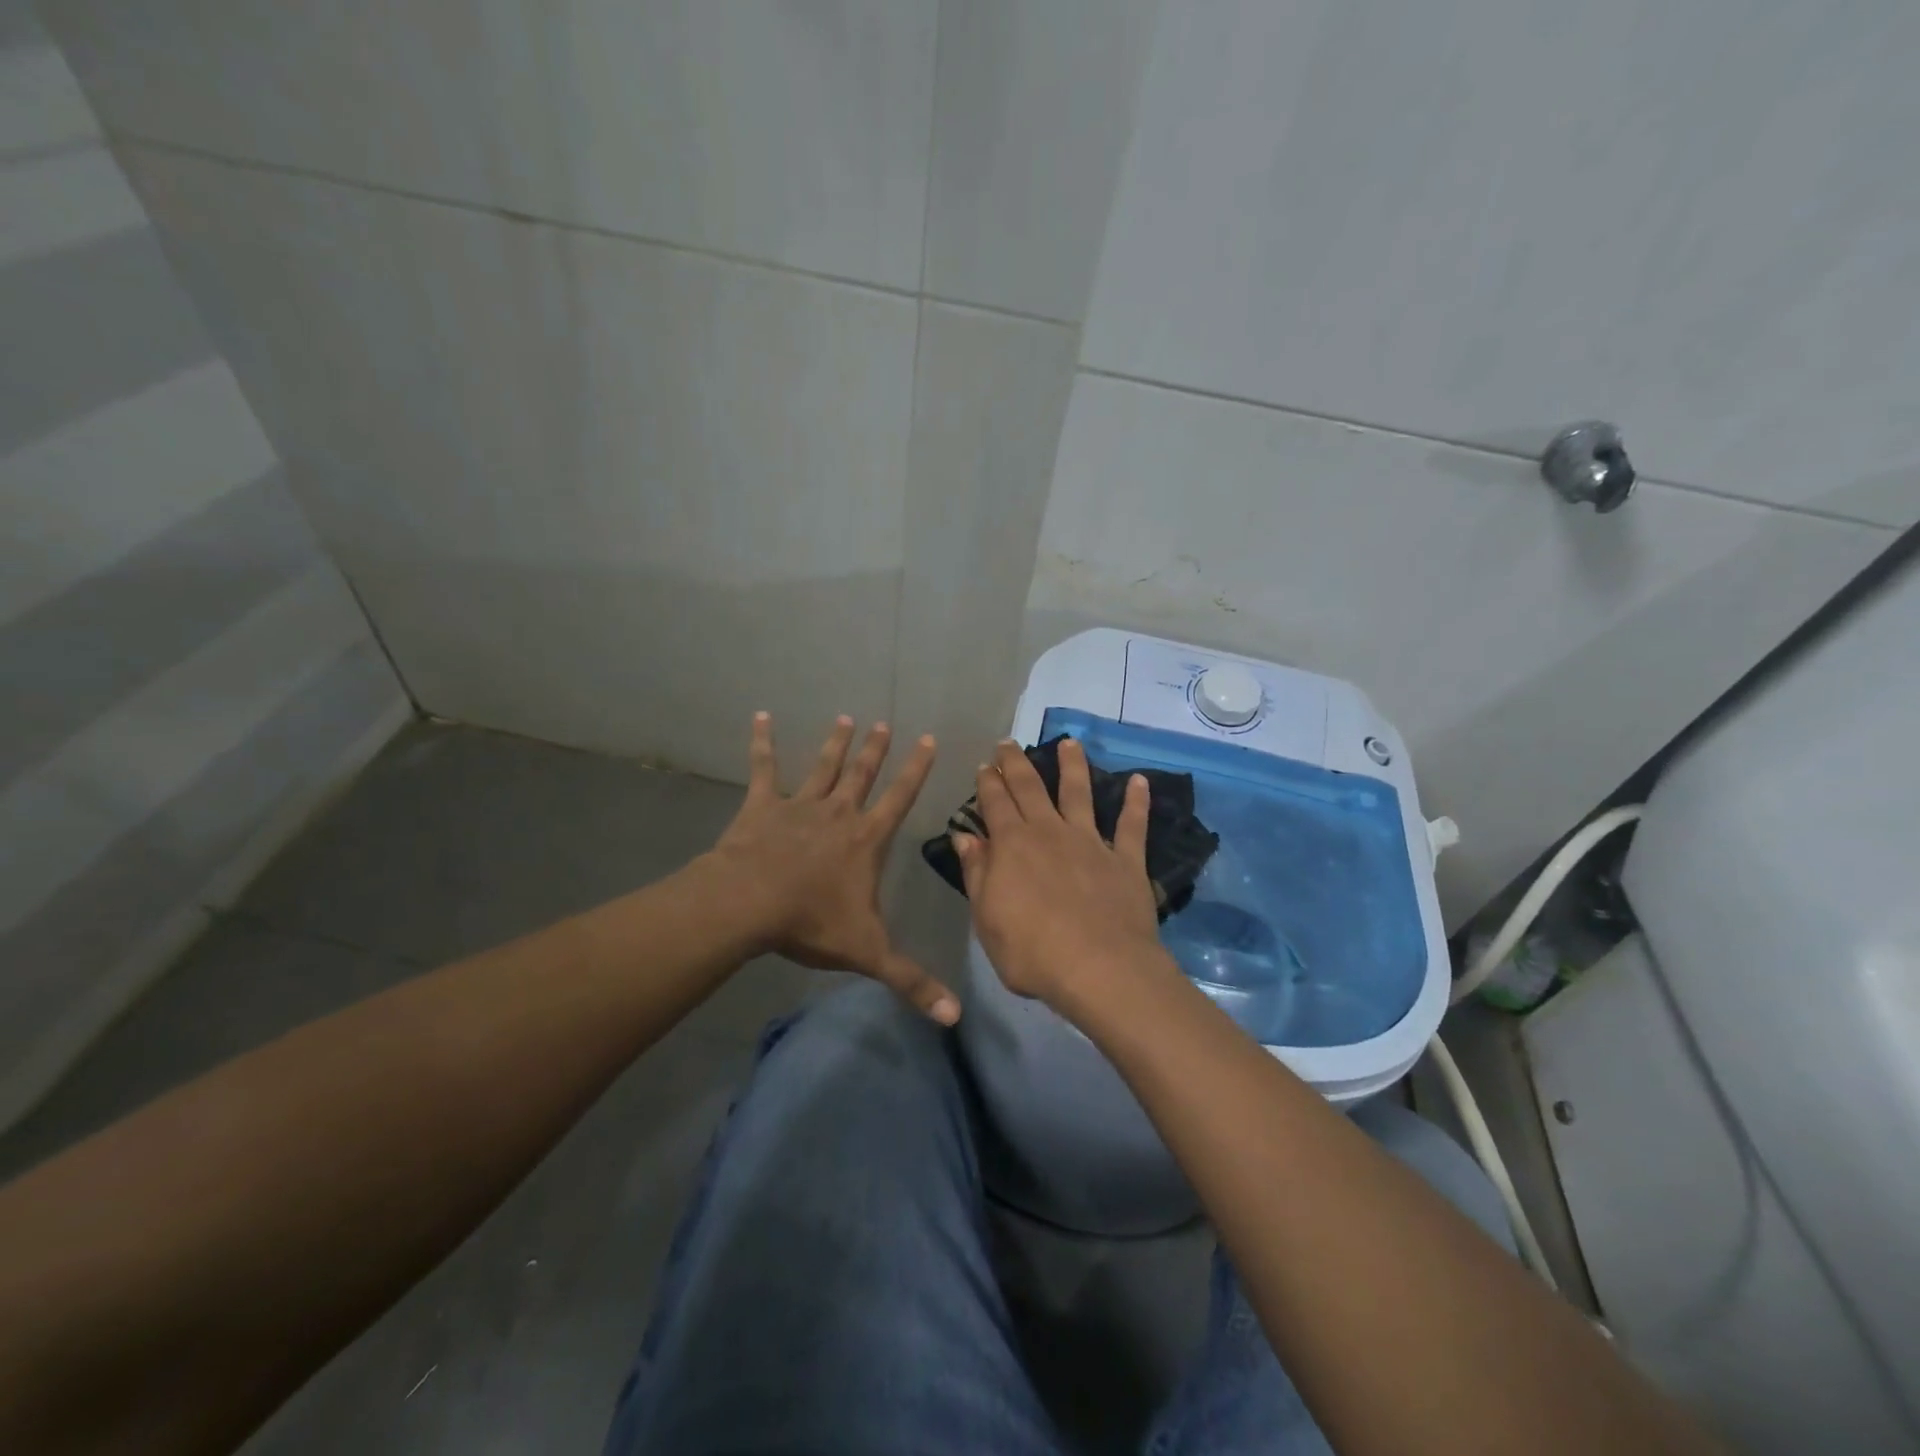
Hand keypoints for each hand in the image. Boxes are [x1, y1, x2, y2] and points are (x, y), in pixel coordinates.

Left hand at [707, 713, 958, 1023]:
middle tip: (883, 723)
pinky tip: (760, 717)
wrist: (749, 905)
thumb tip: (955, 1016)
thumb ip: (911, 981)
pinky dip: (761, 742)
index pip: (900, 797)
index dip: (917, 769)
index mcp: (866, 840)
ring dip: (835, 743)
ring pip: (823, 767)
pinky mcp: (762, 806)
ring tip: (844, 718)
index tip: (929, 739)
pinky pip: (763, 768)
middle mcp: (838, 813)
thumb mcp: (868, 953)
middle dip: (876, 749)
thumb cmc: (811, 923)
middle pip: (862, 774)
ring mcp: (799, 805)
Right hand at [954, 739, 1173, 1014]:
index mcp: (1012, 845)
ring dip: (1074, 765)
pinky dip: (1137, 801)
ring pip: (1080, 792)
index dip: (988, 782)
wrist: (1099, 969)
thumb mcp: (986, 919)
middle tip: (1009, 743)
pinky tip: (1141, 781)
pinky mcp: (1125, 859)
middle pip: (1030, 787)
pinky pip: (1132, 824)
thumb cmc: (1031, 952)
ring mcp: (1090, 842)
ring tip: (1070, 743)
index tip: (985, 765)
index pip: (995, 803)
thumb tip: (965, 837)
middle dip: (1017, 763)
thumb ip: (977, 874)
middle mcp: (1049, 832)